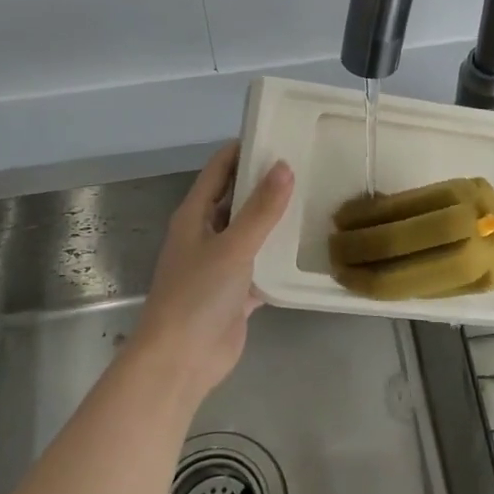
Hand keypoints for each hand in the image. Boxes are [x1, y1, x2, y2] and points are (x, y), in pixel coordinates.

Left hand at [131, 144, 293, 403]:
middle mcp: (206, 234)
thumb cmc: (197, 295)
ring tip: (313, 198)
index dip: (242, 149)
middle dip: (265, 182)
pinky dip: (279, 258)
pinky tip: (308, 248)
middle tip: (306, 164)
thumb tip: (284, 166)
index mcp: (194, 215)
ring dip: (275, 220)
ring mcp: (221, 265)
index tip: (276, 132)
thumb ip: (261, 209)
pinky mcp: (236, 292)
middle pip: (236, 199)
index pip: (218, 170)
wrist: (180, 361)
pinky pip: (262, 266)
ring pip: (251, 232)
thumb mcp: (233, 246)